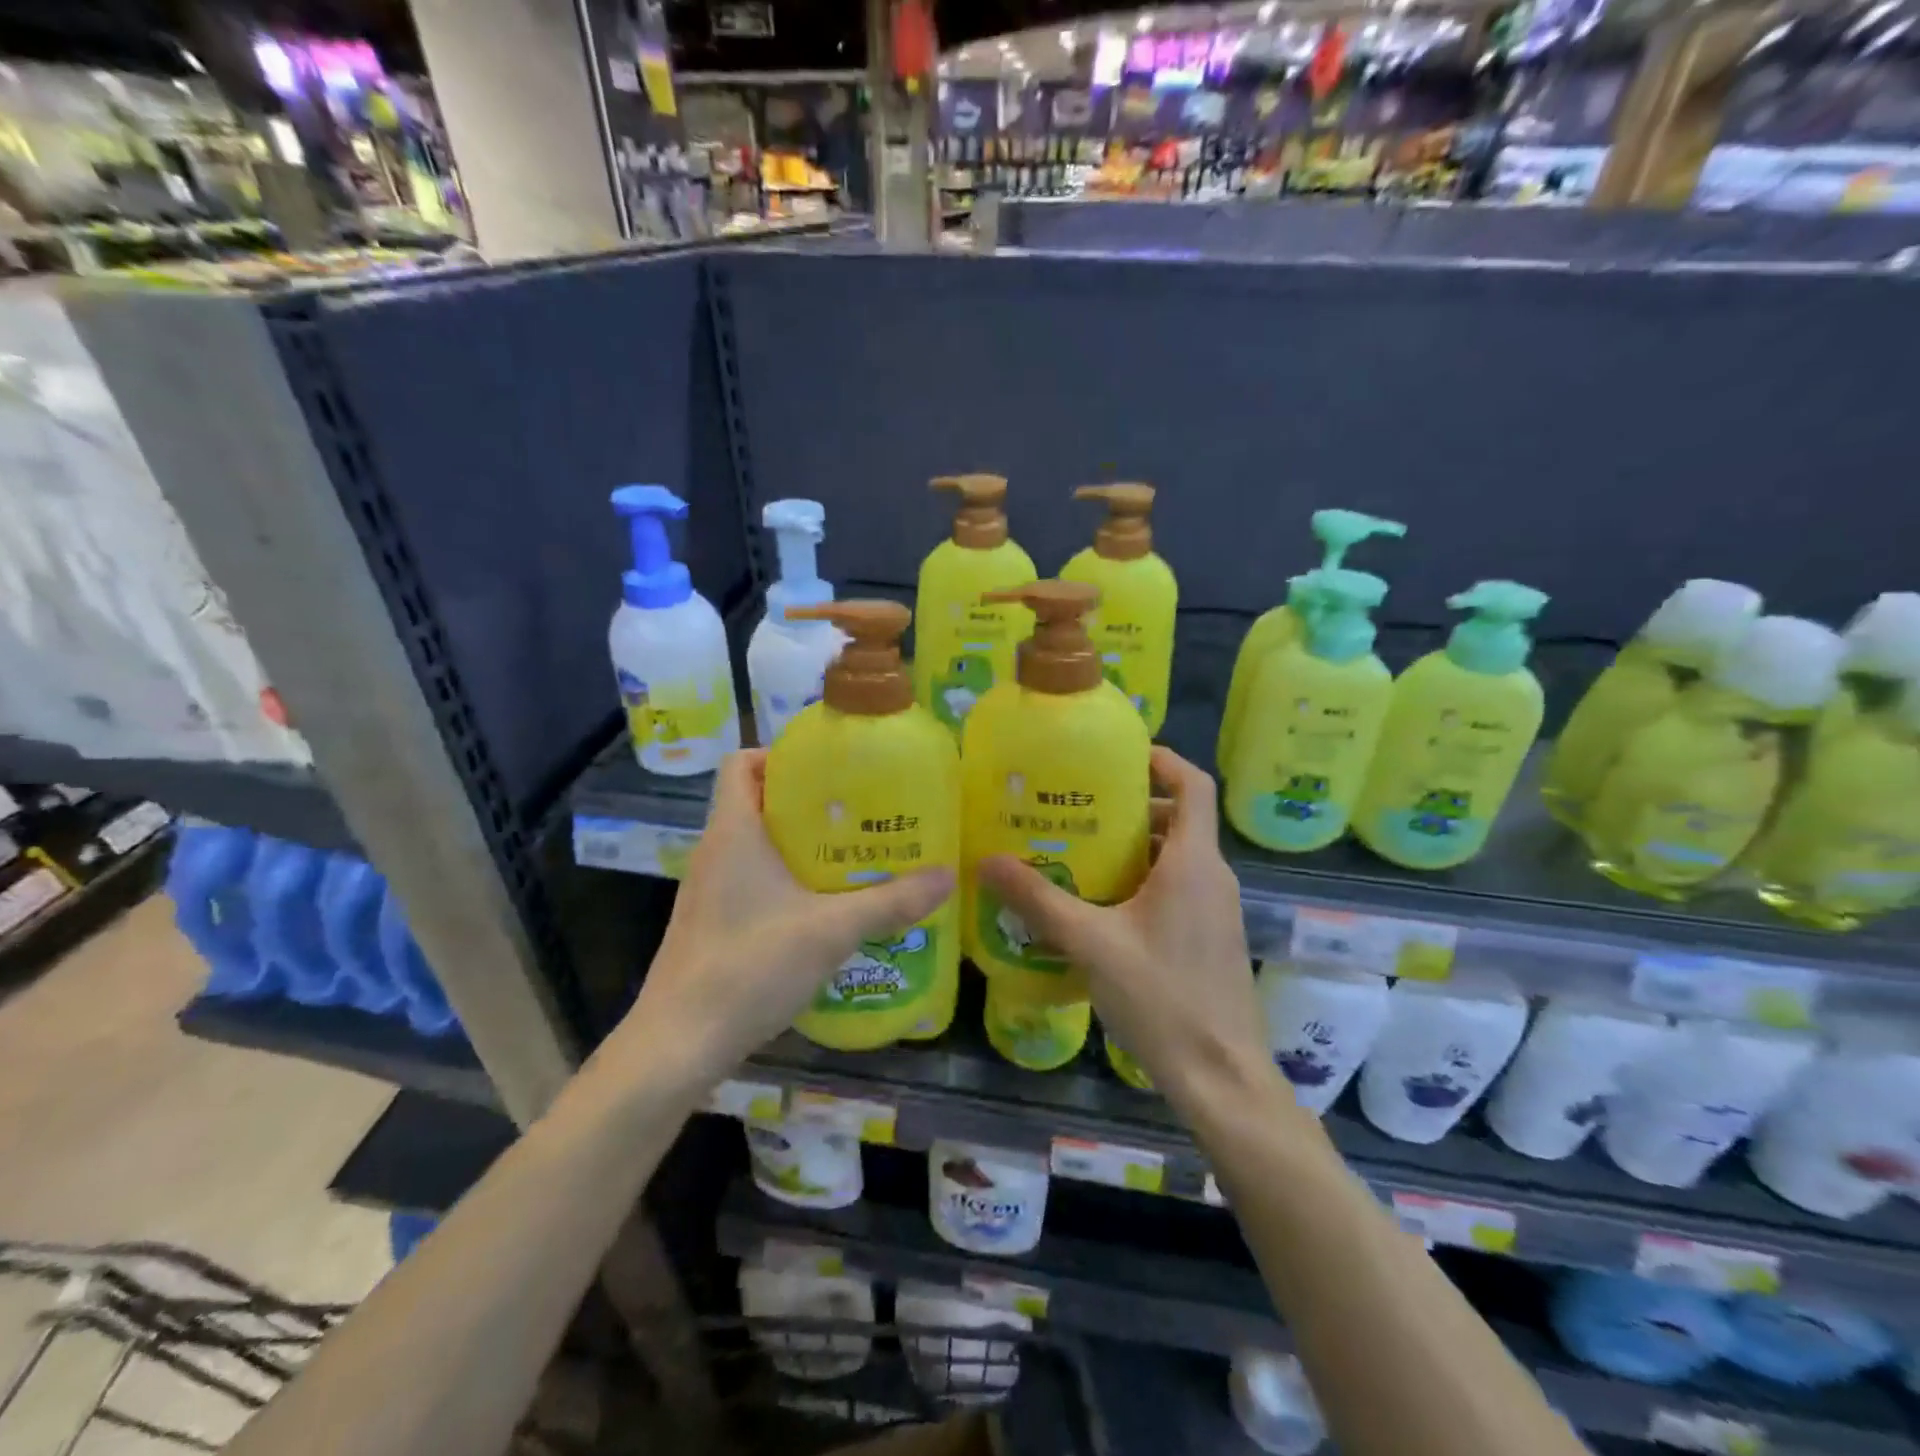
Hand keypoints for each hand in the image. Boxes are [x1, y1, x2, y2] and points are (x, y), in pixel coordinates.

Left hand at [615, 750, 954, 1086]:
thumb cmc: (750, 966)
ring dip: (799, 843)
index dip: (779, 754)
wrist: (679, 1044)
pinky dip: (785, 879)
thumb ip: (890, 902)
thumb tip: (946, 876)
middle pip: (756, 801)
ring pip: (756, 844)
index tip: (829, 768)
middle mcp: (715, 851)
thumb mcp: (831, 930)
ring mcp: (709, 890)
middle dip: (807, 801)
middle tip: (859, 810)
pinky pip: (751, 880)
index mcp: (733, 831)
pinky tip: (824, 906)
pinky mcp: (712, 923)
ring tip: (852, 853)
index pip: (740, 763)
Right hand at [975, 748, 1268, 1111]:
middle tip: (1078, 808)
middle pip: (1179, 819)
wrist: (1221, 1077)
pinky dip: (1143, 881)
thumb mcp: (1090, 944)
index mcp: (1192, 863)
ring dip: (1134, 848)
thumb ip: (1038, 900)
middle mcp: (1212, 877)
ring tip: (1079, 852)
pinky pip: (1177, 889)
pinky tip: (1100, 907)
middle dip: (1132, 807)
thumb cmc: (1161, 998)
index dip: (1163, 760)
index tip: (1120, 754)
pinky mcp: (1210, 938)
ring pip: (1176, 858)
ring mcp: (1216, 910)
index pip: (1193, 785)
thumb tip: (986, 861)